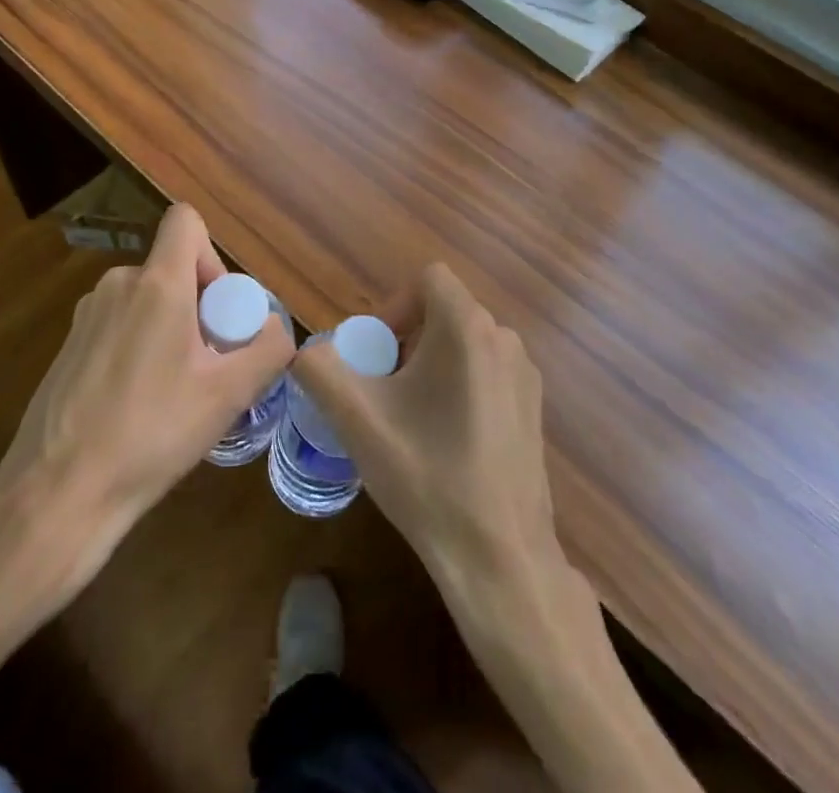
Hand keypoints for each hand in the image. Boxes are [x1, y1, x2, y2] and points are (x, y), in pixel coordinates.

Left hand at [0, 204, 293, 584]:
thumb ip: (268, 349)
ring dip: (169, 329)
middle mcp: (117, 285)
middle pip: (171, 268)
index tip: (218, 309)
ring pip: (145, 299)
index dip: (211, 254)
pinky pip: (118, 325)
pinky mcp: (68, 345)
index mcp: (157, 284)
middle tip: (206, 365)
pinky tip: (137, 405)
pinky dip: (138, 347)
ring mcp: (86, 315)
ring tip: (173, 392)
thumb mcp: (229, 395)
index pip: (185, 220)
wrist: (59, 492)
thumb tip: (275, 327)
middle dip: (198, 306)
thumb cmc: (151, 433)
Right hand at [291, 264, 560, 591]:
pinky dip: (458, 385)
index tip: (376, 355)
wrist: (501, 560)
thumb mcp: (357, 421)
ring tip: (410, 418)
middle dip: (406, 339)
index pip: (428, 279)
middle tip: (382, 390)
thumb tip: (305, 353)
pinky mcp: (534, 408)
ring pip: (464, 343)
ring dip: (430, 364)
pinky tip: (445, 441)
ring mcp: (525, 375)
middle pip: (444, 312)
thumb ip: (319, 371)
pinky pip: (486, 371)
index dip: (394, 306)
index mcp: (468, 328)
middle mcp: (504, 339)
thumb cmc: (428, 477)